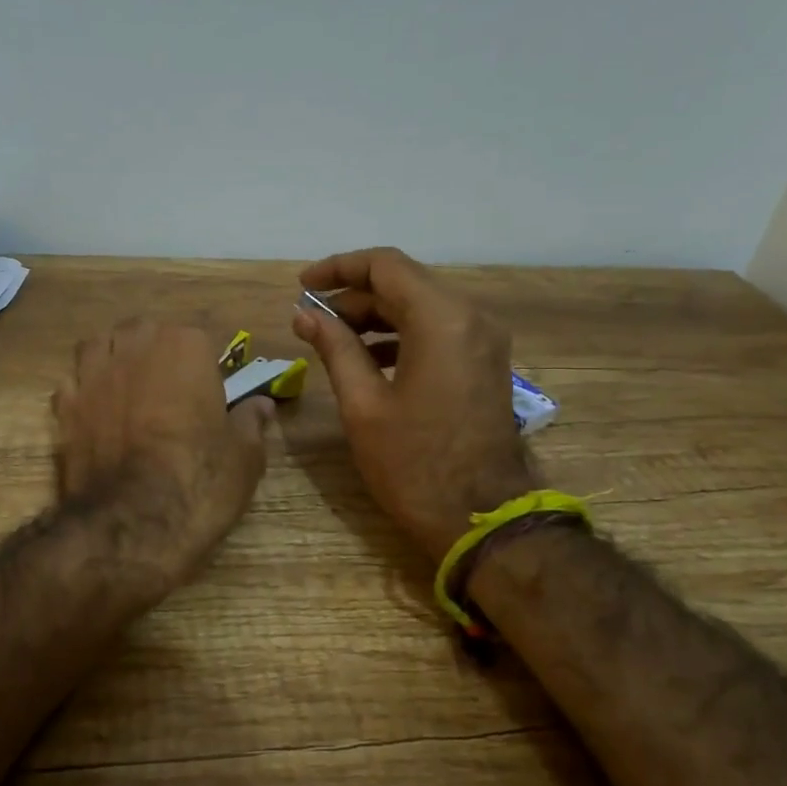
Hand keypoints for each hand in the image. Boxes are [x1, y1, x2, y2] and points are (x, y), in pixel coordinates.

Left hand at [53, 319, 274, 569]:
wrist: (132, 524)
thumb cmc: (200, 481)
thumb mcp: (245, 456)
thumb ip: (251, 422)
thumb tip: (260, 404)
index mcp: (185, 347)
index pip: (197, 338)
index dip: (202, 366)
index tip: (208, 394)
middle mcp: (135, 348)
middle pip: (142, 332)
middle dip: (153, 351)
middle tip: (168, 389)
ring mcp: (93, 374)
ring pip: (99, 347)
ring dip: (112, 359)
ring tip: (126, 388)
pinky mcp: (63, 406)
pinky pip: (73, 384)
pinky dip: (83, 393)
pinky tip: (95, 414)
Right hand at [292, 247, 536, 560]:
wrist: (482, 519)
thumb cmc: (414, 464)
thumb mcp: (363, 405)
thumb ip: (334, 348)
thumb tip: (305, 314)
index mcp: (441, 320)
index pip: (385, 266)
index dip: (338, 268)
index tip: (302, 286)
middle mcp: (470, 318)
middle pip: (404, 284)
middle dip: (353, 296)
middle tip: (311, 321)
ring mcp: (483, 341)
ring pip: (420, 307)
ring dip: (375, 316)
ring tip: (332, 339)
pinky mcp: (484, 363)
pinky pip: (437, 331)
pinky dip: (400, 335)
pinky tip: (367, 360)